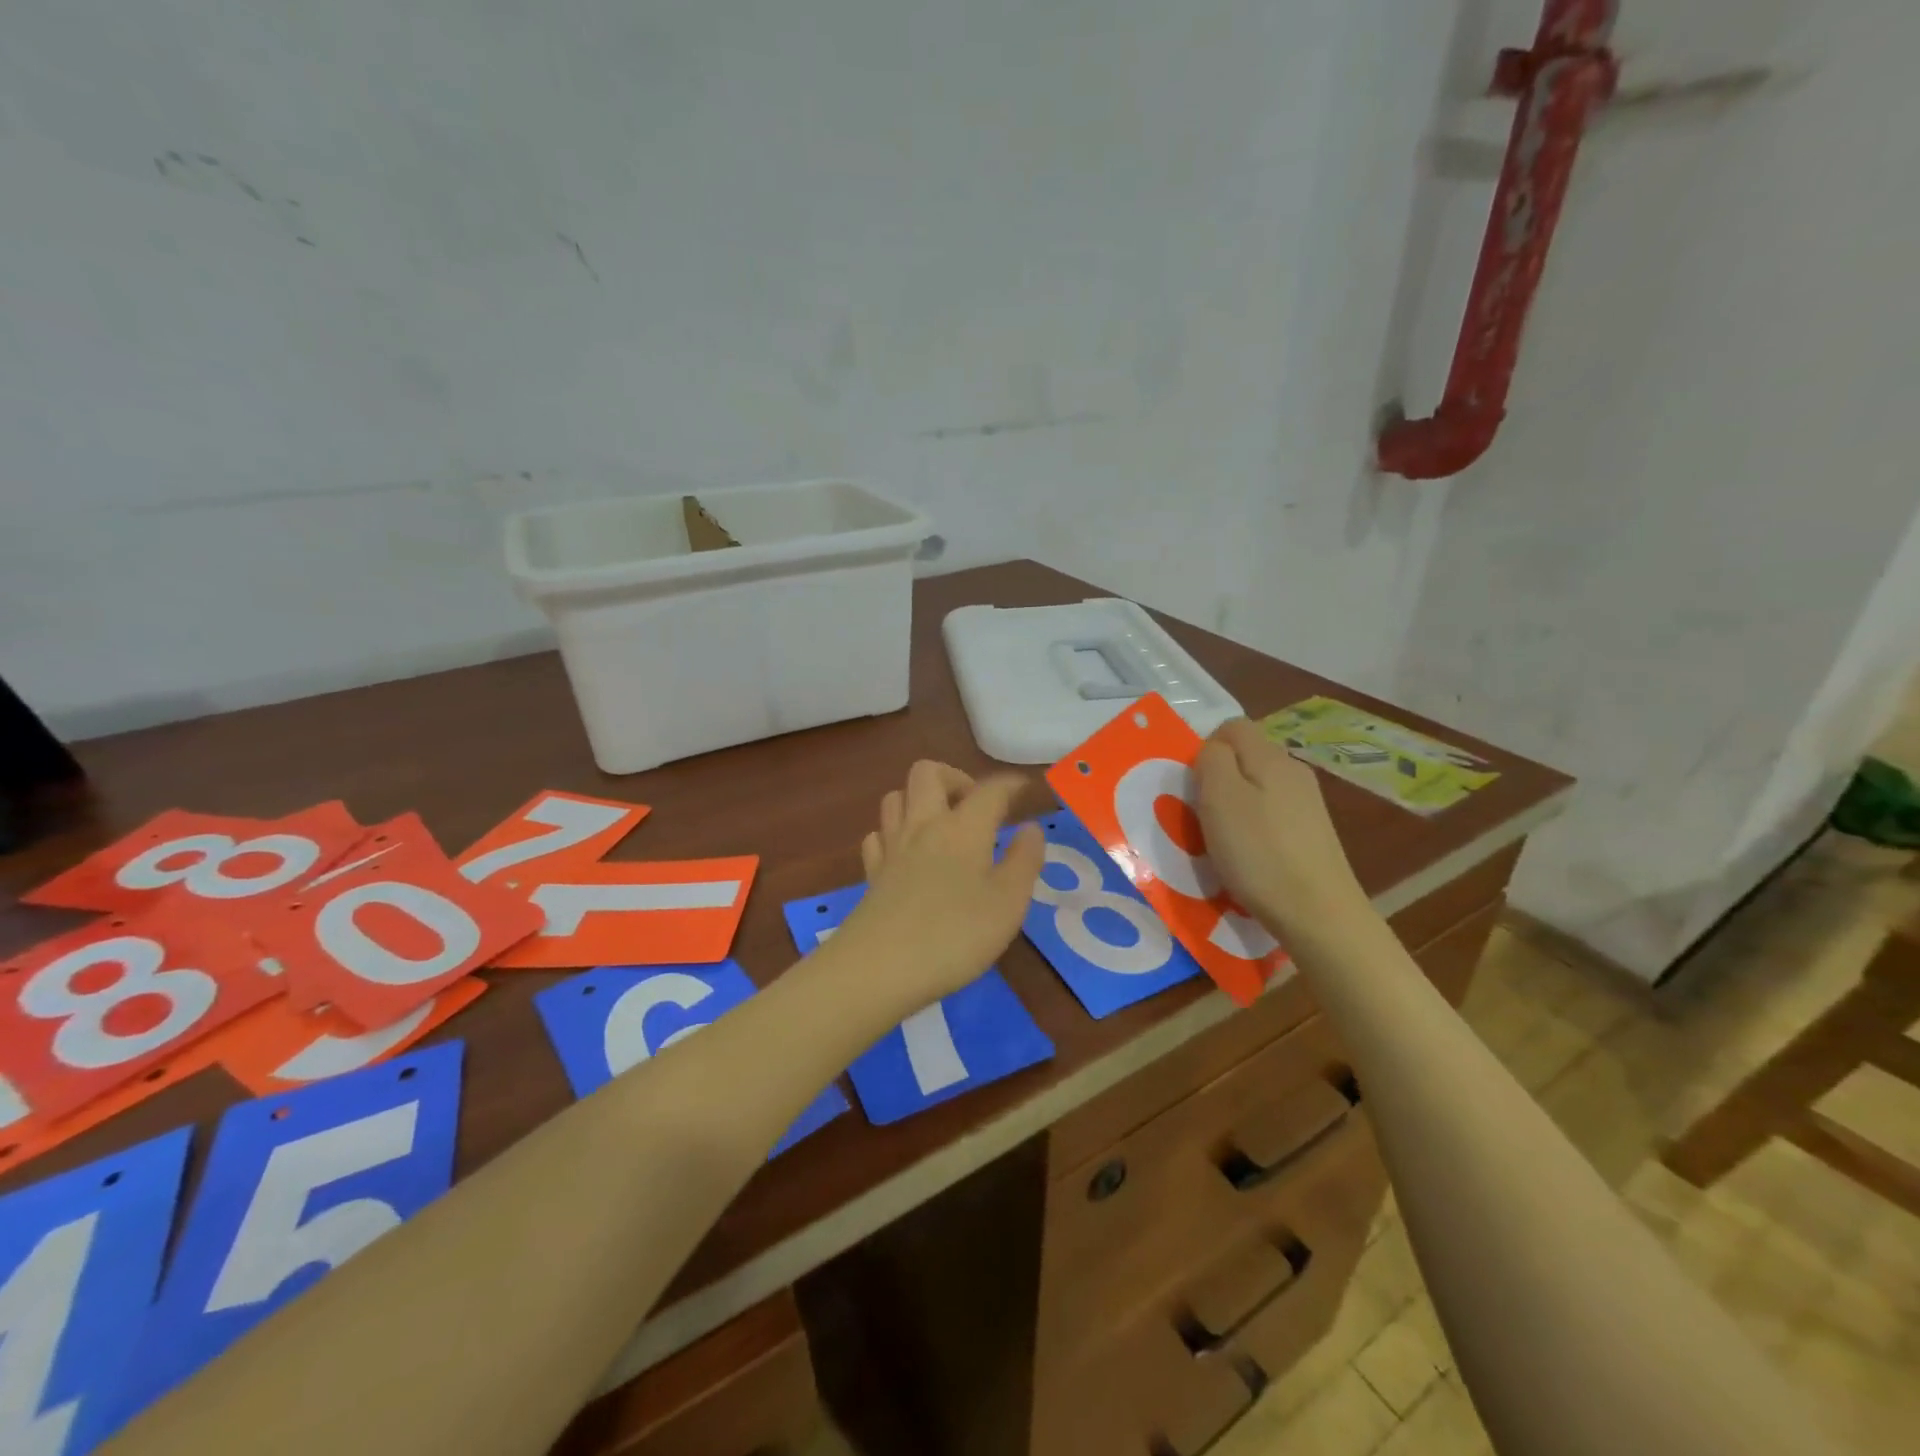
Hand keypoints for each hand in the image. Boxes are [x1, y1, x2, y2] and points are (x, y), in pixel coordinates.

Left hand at [831, 761, 1043, 1016]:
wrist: (880, 967)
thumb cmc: (956, 934)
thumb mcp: (1008, 903)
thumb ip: (1024, 861)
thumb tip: (1030, 829)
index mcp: (963, 828)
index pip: (989, 790)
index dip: (1010, 784)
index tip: (1024, 788)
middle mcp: (924, 825)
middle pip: (928, 772)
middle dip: (954, 777)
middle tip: (974, 805)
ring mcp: (892, 847)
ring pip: (896, 797)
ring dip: (919, 799)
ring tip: (941, 824)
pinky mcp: (871, 873)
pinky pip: (878, 834)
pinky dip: (893, 833)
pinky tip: (906, 853)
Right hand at [1195, 719, 1372, 945]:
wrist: (1318, 914)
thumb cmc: (1259, 853)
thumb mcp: (1220, 798)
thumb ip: (1212, 760)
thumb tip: (1213, 749)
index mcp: (1271, 756)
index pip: (1232, 726)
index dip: (1206, 748)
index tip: (1194, 785)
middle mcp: (1294, 770)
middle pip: (1245, 756)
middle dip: (1218, 778)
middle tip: (1202, 814)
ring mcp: (1307, 803)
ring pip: (1257, 786)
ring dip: (1234, 805)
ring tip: (1223, 840)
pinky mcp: (1312, 833)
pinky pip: (1271, 814)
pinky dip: (1253, 828)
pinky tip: (1250, 857)